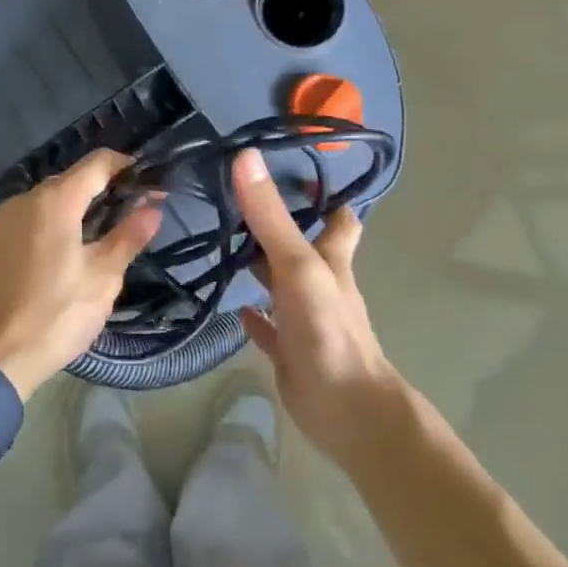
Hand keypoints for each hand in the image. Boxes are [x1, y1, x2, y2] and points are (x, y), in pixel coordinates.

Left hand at [0, 149, 162, 398]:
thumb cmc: (55, 315)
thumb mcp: (102, 278)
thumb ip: (128, 236)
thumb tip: (153, 207)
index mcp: (54, 201)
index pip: (97, 163)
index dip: (127, 166)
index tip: (151, 182)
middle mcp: (25, 199)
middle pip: (73, 178)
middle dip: (106, 188)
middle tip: (136, 210)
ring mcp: (5, 219)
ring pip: (52, 198)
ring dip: (81, 206)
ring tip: (109, 231)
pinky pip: (34, 217)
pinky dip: (58, 220)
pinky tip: (73, 247)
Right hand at [231, 147, 400, 460]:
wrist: (346, 409)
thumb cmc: (328, 329)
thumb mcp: (297, 265)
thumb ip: (270, 217)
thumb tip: (245, 157)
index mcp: (331, 260)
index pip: (337, 217)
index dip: (323, 194)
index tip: (293, 170)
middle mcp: (320, 283)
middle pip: (302, 245)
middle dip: (277, 223)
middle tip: (238, 197)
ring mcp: (304, 317)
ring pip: (281, 282)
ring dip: (259, 265)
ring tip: (221, 238)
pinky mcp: (289, 348)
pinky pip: (269, 326)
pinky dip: (253, 314)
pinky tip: (232, 305)